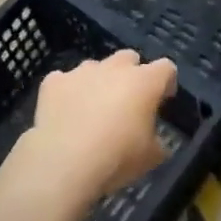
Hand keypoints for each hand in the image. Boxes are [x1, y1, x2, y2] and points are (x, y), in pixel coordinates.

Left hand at [16, 50, 175, 204]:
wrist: (64, 162)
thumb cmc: (116, 158)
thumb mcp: (150, 158)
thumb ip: (157, 141)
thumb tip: (155, 140)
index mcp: (144, 82)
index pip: (166, 68)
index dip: (166, 82)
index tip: (163, 100)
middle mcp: (114, 68)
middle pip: (129, 58)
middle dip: (131, 75)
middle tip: (127, 102)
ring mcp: (81, 71)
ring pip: (96, 67)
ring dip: (98, 82)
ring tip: (92, 109)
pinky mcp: (54, 82)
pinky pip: (64, 80)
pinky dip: (68, 92)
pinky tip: (65, 113)